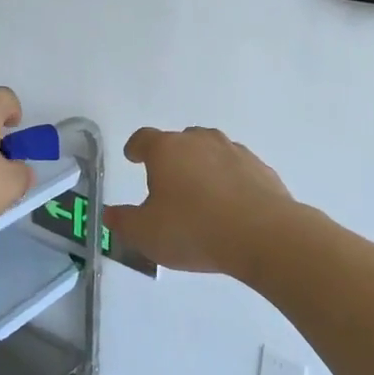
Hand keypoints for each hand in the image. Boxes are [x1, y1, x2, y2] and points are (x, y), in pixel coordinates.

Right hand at [104, 127, 294, 274]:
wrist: (264, 235)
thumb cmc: (193, 229)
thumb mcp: (145, 234)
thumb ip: (123, 222)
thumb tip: (109, 213)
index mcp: (166, 150)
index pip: (144, 138)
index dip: (135, 147)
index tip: (132, 156)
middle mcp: (200, 142)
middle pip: (180, 141)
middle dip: (172, 157)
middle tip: (168, 182)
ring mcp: (234, 152)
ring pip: (212, 152)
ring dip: (203, 166)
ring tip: (201, 194)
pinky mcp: (262, 170)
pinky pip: (238, 170)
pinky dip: (230, 182)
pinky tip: (231, 206)